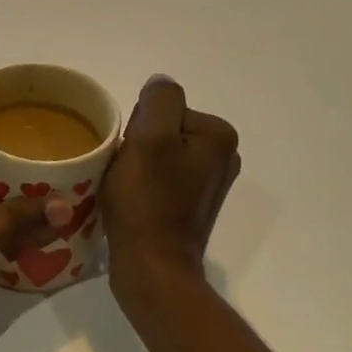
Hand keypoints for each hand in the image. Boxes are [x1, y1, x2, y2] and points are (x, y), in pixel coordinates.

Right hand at [103, 75, 240, 307]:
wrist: (153, 268)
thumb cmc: (148, 202)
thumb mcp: (150, 138)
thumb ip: (159, 100)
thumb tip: (161, 84)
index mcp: (218, 135)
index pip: (164, 107)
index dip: (140, 126)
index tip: (132, 154)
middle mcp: (223, 155)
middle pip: (164, 127)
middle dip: (140, 143)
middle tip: (129, 173)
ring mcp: (210, 182)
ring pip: (159, 151)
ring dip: (138, 163)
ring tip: (128, 187)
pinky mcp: (193, 204)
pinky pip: (162, 175)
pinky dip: (145, 182)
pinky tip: (135, 201)